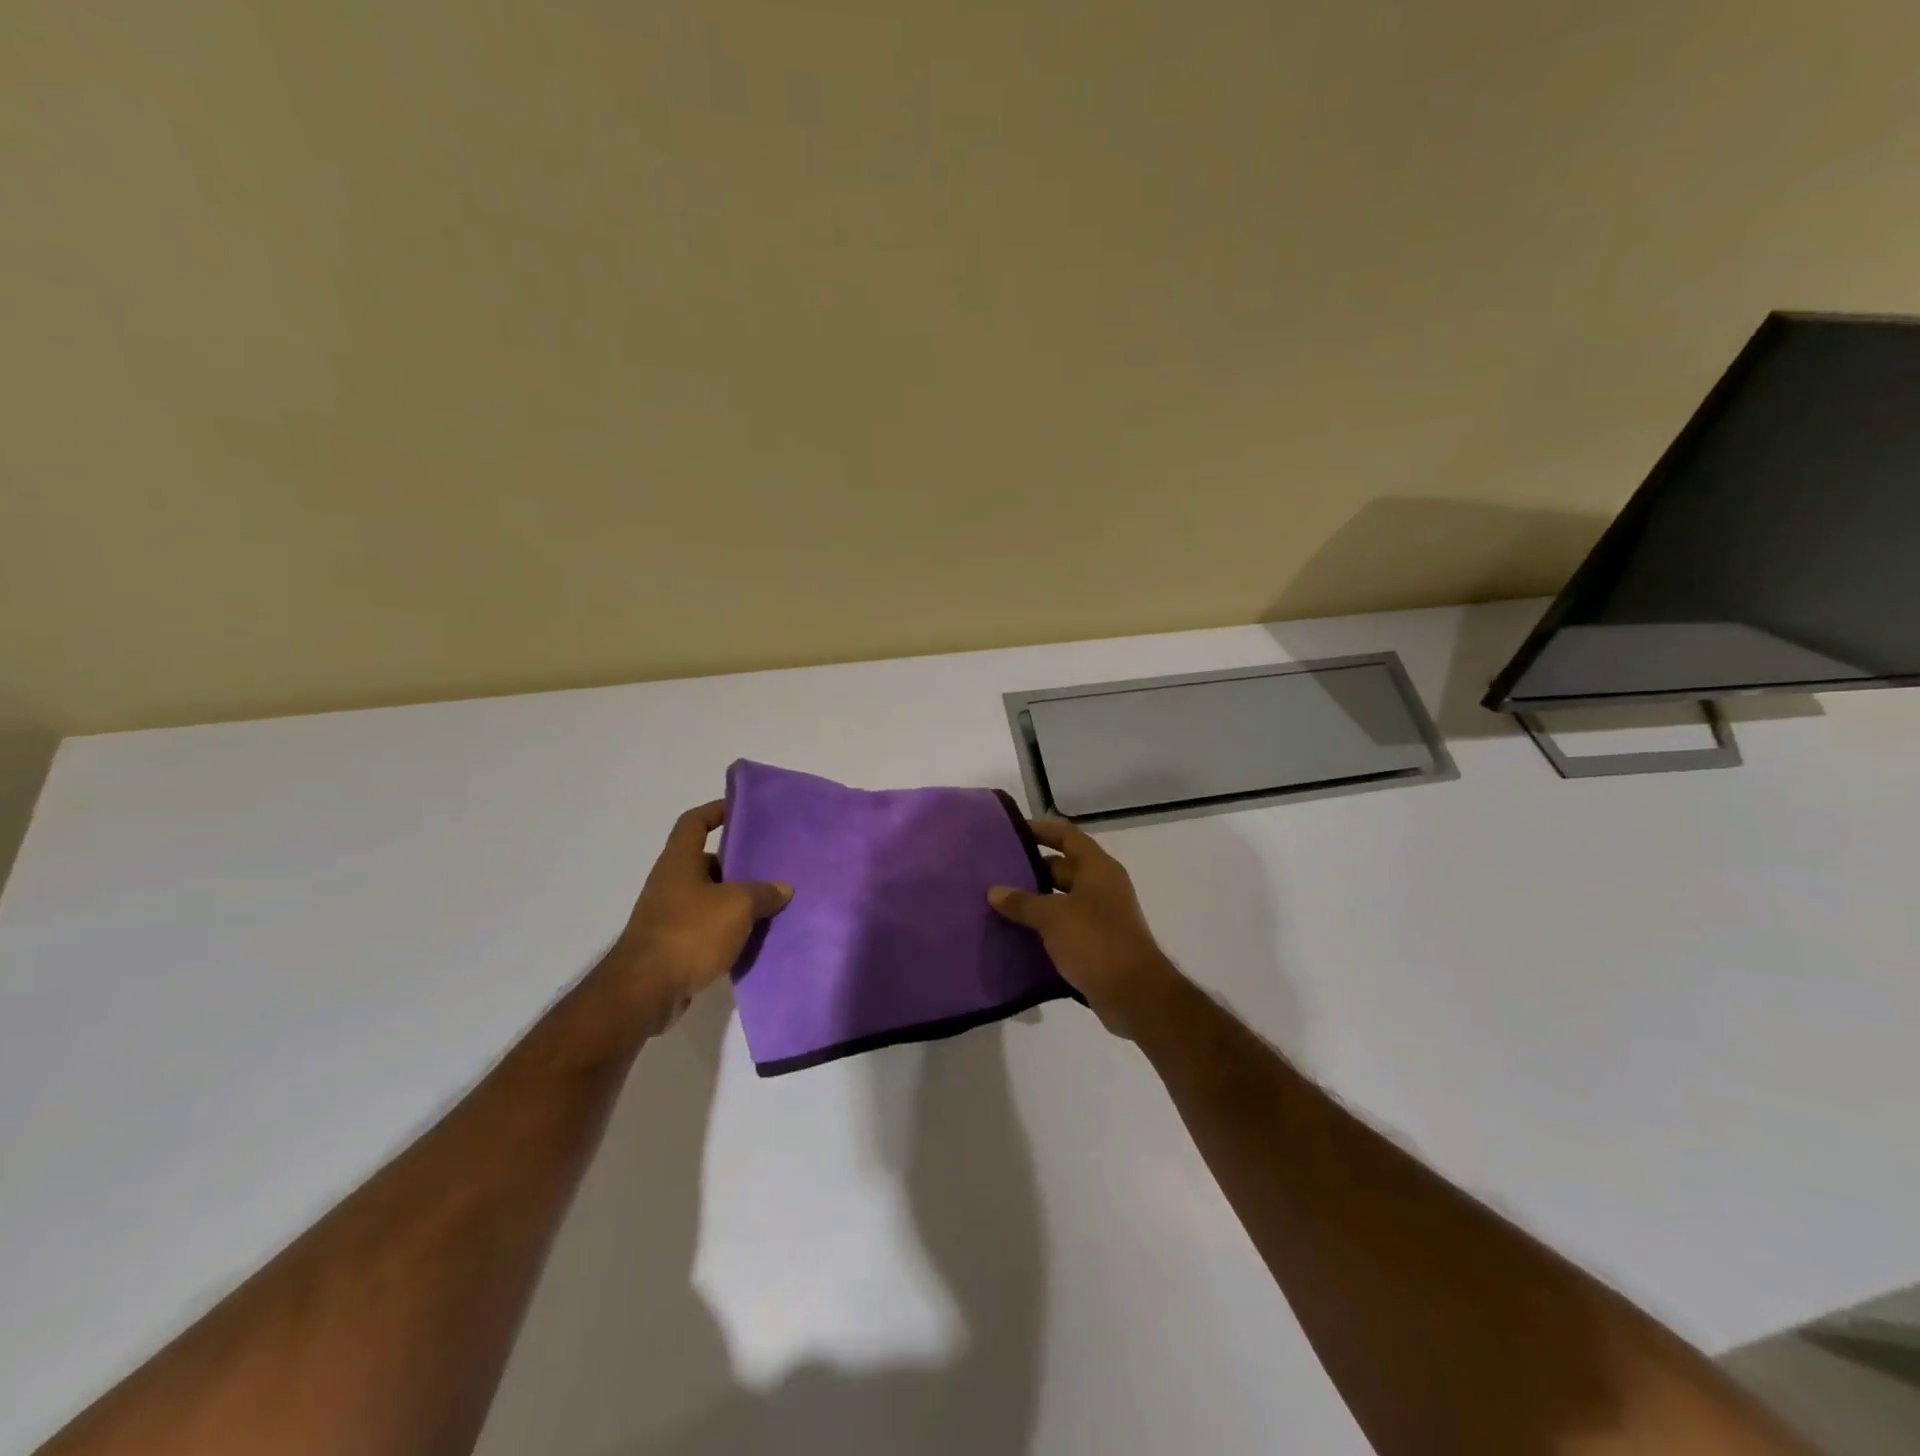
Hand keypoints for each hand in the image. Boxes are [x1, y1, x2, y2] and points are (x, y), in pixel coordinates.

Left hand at [595, 800, 791, 1043]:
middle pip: (707, 862)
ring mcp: (670, 916)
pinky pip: (707, 928)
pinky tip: (755, 938)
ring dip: (737, 901)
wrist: (645, 991)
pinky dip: (729, 930)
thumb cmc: (690, 932)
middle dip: (738, 863)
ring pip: (710, 898)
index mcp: (679, 862)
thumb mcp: (737, 905)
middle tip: (772, 865)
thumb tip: (782, 888)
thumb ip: (763, 892)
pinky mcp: (674, 946)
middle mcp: (671, 883)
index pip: (694, 822)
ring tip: (772, 903)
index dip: (716, 811)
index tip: (742, 809)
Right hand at [988, 817, 1179, 1039]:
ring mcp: (1101, 915)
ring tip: (999, 903)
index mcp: (1097, 868)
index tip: (1011, 832)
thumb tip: (994, 891)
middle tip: (995, 873)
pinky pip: (1065, 925)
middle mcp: (1102, 886)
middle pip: (1062, 867)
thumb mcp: (1053, 917)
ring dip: (1034, 901)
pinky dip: (1044, 927)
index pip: (1067, 836)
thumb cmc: (1096, 942)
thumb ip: (1022, 902)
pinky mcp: (1097, 943)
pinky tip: (1017, 934)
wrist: (1134, 995)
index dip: (1040, 830)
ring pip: (1061, 899)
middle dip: (1030, 868)